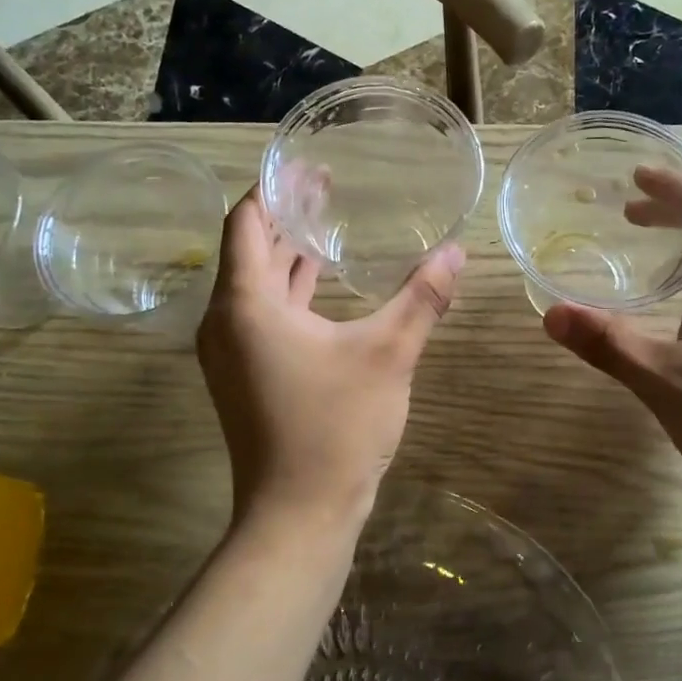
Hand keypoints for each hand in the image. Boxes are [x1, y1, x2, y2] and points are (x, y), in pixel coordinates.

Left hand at [197, 188, 463, 527]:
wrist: (298, 515)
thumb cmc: (336, 428)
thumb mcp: (388, 355)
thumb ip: (422, 298)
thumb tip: (457, 252)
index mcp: (245, 304)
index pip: (246, 221)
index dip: (274, 187)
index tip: (309, 165)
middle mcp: (224, 321)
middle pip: (249, 248)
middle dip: (286, 215)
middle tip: (328, 186)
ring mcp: (230, 352)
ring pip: (255, 284)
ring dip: (288, 254)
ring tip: (328, 223)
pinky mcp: (243, 376)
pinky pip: (261, 314)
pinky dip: (288, 291)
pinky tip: (322, 282)